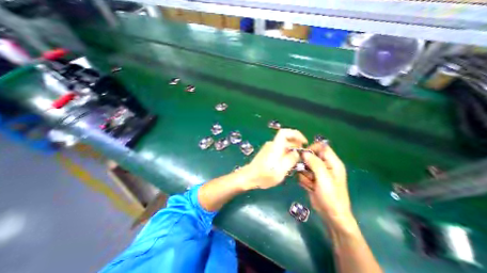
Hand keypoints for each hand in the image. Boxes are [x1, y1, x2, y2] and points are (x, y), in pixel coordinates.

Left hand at [244, 128, 306, 188]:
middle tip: (301, 155)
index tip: (304, 142)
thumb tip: (296, 153)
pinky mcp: (267, 152)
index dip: (296, 134)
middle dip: (296, 144)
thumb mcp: (280, 171)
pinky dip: (286, 152)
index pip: (284, 132)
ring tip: (295, 161)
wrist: (249, 177)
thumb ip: (290, 161)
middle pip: (286, 138)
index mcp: (275, 147)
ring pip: (283, 144)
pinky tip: (287, 162)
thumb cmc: (263, 176)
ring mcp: (269, 147)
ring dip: (291, 150)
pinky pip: (279, 148)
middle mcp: (271, 144)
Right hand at [297, 143, 354, 225]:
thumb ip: (315, 163)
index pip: (321, 147)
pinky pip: (302, 174)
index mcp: (332, 162)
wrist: (331, 215)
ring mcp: (317, 173)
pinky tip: (309, 187)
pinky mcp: (311, 179)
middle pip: (310, 156)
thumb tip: (304, 152)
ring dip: (305, 175)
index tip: (303, 155)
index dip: (312, 149)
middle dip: (306, 165)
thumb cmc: (331, 196)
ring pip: (304, 166)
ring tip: (311, 184)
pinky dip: (304, 180)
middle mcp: (325, 165)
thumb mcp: (324, 178)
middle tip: (308, 173)